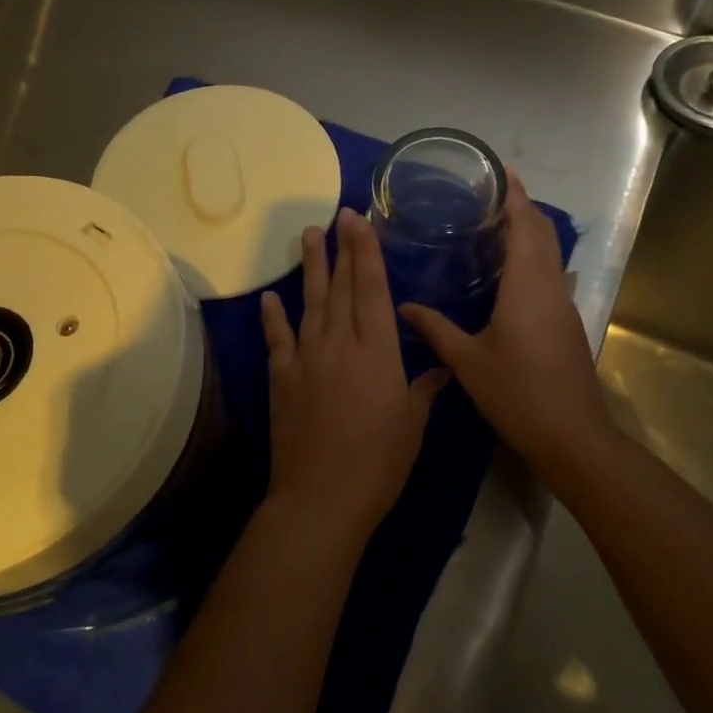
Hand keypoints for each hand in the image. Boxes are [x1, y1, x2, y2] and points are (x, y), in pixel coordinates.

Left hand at [260, 209, 448, 549]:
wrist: (321, 498)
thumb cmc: (378, 464)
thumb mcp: (411, 426)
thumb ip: (423, 390)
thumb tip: (442, 369)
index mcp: (377, 353)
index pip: (371, 290)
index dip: (366, 253)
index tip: (360, 222)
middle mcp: (340, 345)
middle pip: (341, 288)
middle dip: (342, 249)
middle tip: (339, 215)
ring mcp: (306, 359)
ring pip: (310, 303)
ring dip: (311, 268)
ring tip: (309, 235)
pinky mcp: (282, 379)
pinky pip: (277, 340)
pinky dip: (273, 317)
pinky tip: (270, 298)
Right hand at [399, 171, 611, 475]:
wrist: (571, 434)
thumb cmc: (517, 393)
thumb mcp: (468, 361)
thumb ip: (436, 329)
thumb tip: (403, 306)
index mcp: (527, 285)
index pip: (525, 224)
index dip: (515, 194)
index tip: (499, 171)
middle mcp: (550, 284)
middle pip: (542, 231)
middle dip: (521, 206)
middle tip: (486, 193)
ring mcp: (563, 302)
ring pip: (549, 251)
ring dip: (528, 230)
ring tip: (492, 223)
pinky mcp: (567, 319)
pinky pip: (549, 271)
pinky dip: (532, 255)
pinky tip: (507, 270)